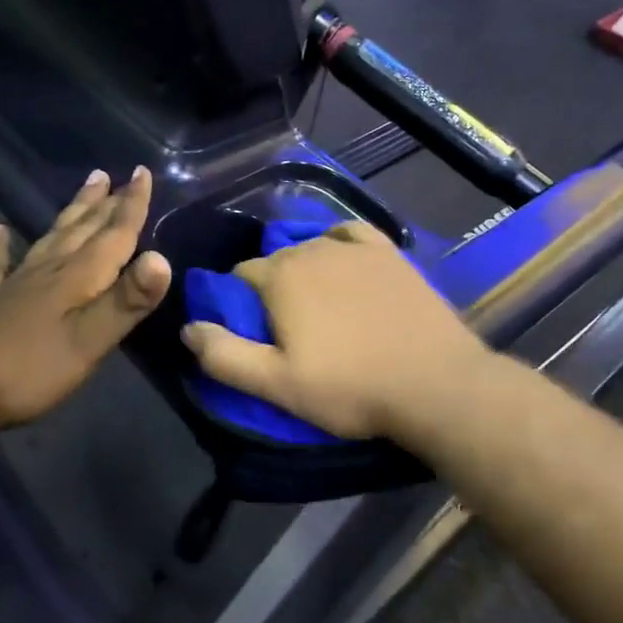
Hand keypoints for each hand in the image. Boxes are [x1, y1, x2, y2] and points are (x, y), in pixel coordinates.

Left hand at [0, 167, 171, 429]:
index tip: (144, 172)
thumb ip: (126, 301)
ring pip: (52, 236)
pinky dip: (2, 245)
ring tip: (86, 187)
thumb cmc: (31, 368)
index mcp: (78, 276)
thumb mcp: (89, 340)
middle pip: (83, 228)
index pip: (113, 234)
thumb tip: (162, 259)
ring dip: (72, 212)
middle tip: (118, 174)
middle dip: (105, 202)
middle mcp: (50, 269)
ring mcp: (17, 282)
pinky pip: (0, 263)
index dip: (132, 205)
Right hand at [181, 221, 488, 441]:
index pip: (240, 276)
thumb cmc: (350, 388)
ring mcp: (354, 248)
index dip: (239, 303)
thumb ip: (224, 356)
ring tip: (318, 305)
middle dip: (272, 288)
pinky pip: (351, 234)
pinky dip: (339, 244)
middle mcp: (312, 249)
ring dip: (304, 269)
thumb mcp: (277, 385)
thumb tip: (187, 328)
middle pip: (275, 261)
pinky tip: (343, 263)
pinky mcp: (389, 253)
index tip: (254, 334)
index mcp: (280, 276)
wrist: (436, 385)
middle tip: (288, 330)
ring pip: (311, 248)